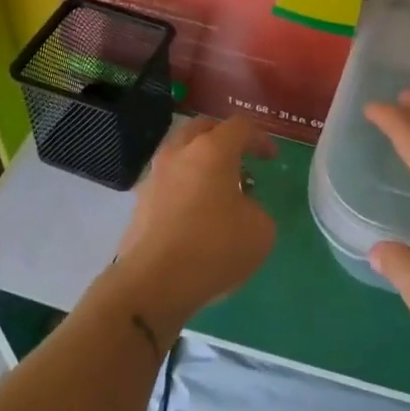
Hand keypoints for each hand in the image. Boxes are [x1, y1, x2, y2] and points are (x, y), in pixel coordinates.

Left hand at [109, 115, 277, 330]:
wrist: (153, 284)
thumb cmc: (214, 247)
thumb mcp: (261, 230)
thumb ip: (256, 209)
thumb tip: (241, 209)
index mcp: (212, 150)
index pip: (240, 126)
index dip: (260, 139)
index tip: (271, 159)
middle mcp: (179, 154)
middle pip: (202, 128)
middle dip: (223, 139)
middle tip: (240, 160)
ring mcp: (154, 178)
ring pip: (180, 154)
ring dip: (200, 163)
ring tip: (217, 191)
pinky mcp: (139, 204)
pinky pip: (168, 183)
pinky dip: (184, 188)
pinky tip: (195, 215)